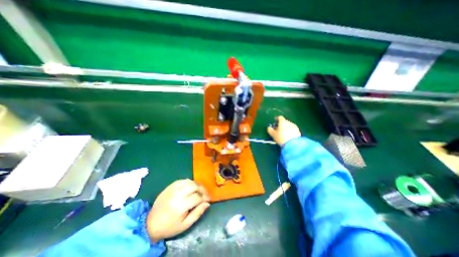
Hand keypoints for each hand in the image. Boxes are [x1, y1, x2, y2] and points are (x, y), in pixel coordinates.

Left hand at [146, 179, 209, 241]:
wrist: (150, 224)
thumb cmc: (170, 226)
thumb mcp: (185, 225)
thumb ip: (197, 213)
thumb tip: (207, 203)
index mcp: (180, 206)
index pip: (197, 196)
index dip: (205, 197)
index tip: (208, 199)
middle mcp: (176, 194)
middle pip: (194, 186)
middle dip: (202, 189)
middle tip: (205, 193)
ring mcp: (172, 189)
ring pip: (189, 181)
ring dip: (196, 184)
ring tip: (199, 190)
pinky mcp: (169, 186)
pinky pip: (182, 180)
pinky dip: (189, 182)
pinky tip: (191, 187)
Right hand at [266, 117, 301, 146]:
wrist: (293, 144)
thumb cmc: (281, 137)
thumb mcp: (273, 134)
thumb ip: (270, 130)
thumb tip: (269, 127)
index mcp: (283, 122)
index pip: (280, 117)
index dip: (277, 118)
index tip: (275, 121)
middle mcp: (289, 122)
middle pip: (284, 121)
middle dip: (281, 124)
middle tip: (278, 129)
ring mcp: (295, 126)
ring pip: (289, 125)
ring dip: (285, 127)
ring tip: (283, 133)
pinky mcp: (298, 131)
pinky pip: (292, 129)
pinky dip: (289, 131)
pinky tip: (288, 136)